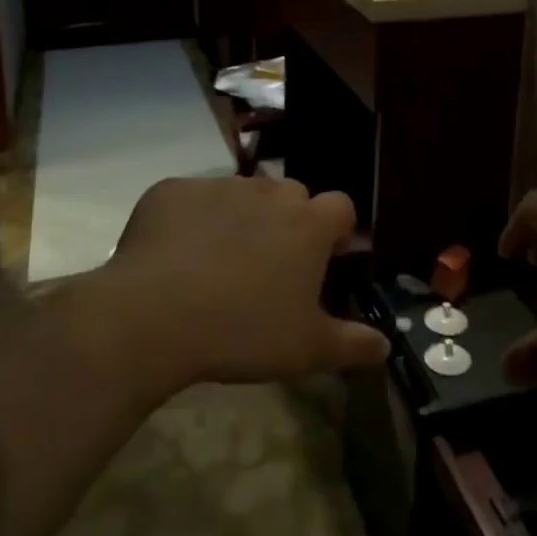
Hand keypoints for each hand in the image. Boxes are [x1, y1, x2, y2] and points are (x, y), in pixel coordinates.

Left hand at [101, 175, 388, 385]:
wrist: (151, 316)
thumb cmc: (242, 331)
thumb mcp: (306, 349)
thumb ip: (353, 345)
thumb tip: (385, 346)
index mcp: (308, 224)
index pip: (341, 207)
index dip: (337, 230)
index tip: (325, 258)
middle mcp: (268, 193)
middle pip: (292, 195)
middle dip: (289, 221)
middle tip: (271, 265)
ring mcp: (218, 186)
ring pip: (242, 194)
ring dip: (242, 218)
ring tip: (219, 262)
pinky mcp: (172, 190)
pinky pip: (193, 199)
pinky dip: (192, 219)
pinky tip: (175, 256)